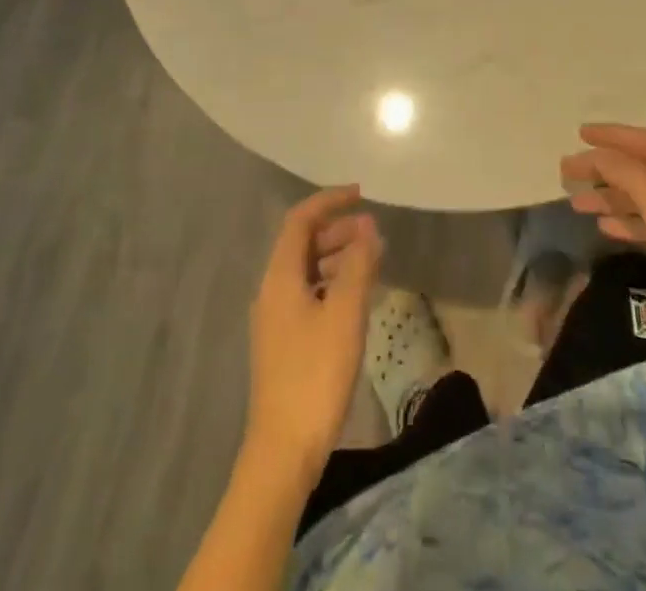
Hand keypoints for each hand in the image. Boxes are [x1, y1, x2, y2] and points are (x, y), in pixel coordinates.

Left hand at [245, 185, 382, 475]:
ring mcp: (276, 318)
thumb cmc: (315, 374)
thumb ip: (358, 265)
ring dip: (337, 256)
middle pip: (302, 243)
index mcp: (280, 276)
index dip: (329, 201)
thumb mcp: (345, 314)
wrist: (283, 450)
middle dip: (337, 229)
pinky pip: (309, 293)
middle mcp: (272, 290)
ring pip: (307, 269)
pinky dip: (333, 283)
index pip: (300, 220)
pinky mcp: (284, 342)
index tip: (361, 194)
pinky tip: (356, 298)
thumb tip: (367, 227)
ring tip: (372, 261)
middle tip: (373, 232)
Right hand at [561, 124, 645, 367]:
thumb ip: (633, 181)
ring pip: (643, 196)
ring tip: (576, 203)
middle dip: (605, 167)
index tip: (580, 134)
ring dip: (610, 196)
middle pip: (642, 168)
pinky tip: (604, 227)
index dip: (613, 136)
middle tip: (567, 171)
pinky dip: (626, 220)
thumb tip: (601, 155)